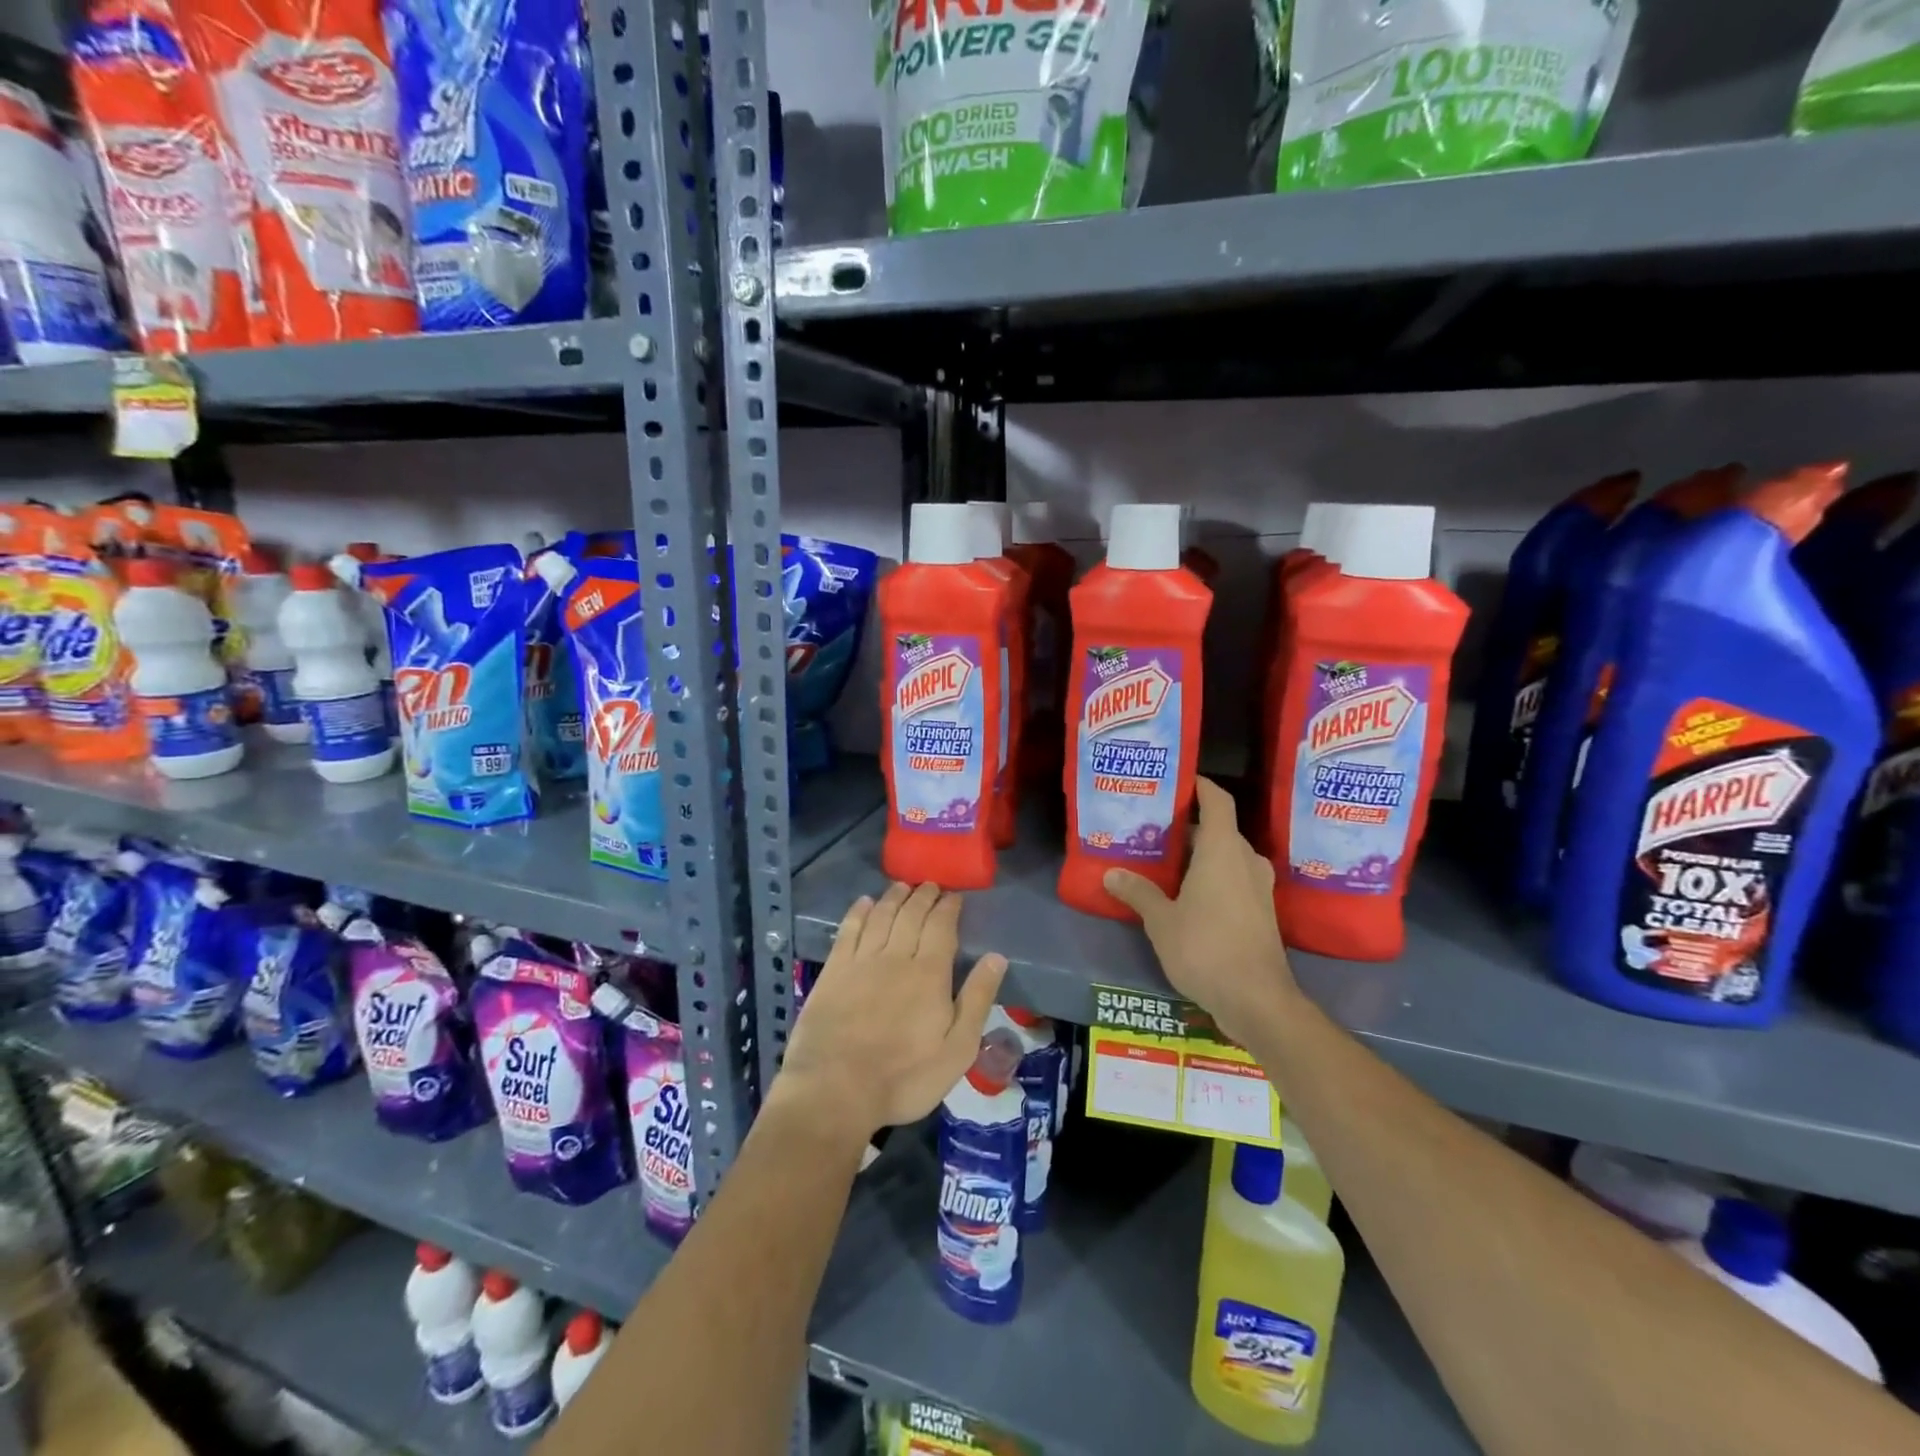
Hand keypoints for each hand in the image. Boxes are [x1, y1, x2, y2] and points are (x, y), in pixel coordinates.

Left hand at [772, 882, 1007, 1146]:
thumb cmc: (905, 1077)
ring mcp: (861, 962)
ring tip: (902, 886)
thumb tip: (996, 957)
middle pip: (911, 915)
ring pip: (881, 916)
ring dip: (894, 897)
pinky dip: (859, 912)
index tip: (954, 896)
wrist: (836, 1090)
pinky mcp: (833, 971)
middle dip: (923, 896)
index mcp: (930, 973)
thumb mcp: (957, 1049)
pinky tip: (865, 903)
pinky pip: (848, 930)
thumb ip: (977, 999)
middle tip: (930, 885)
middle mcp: (896, 956)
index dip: (949, 908)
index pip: (942, 927)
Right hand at [1102, 777, 1298, 1044]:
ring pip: (1226, 857)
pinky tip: (1184, 893)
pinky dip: (1211, 877)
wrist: (1257, 1000)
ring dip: (1199, 855)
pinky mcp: (1261, 912)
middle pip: (1219, 830)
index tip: (1177, 780)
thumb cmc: (1206, 948)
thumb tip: (1112, 873)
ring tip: (1164, 860)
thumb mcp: (1161, 920)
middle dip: (1189, 827)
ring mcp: (1258, 888)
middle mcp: (1246, 861)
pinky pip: (1233, 879)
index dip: (1200, 785)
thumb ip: (1138, 893)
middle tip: (1153, 827)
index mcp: (1224, 850)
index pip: (1218, 801)